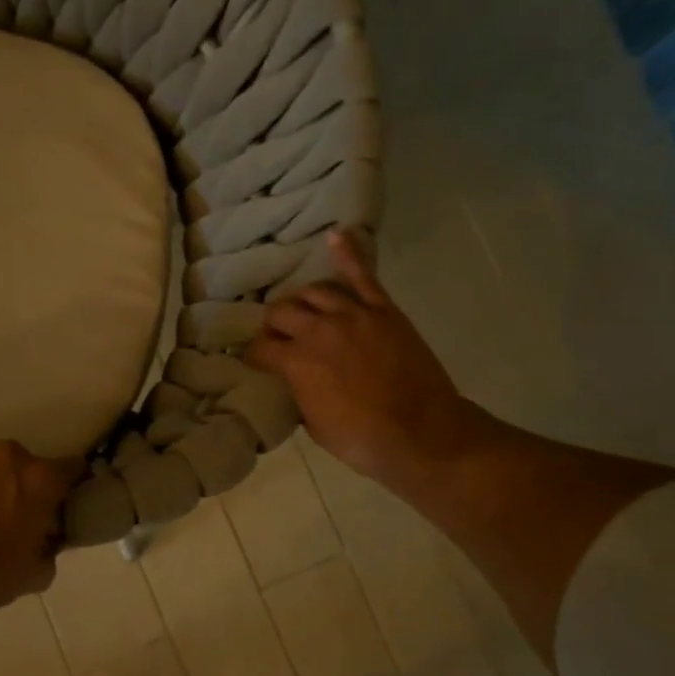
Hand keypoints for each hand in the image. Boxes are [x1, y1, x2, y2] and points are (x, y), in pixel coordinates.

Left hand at [0, 439, 83, 616]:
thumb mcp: (34, 575)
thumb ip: (51, 548)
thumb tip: (49, 538)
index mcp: (41, 480)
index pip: (71, 468)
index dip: (69, 484)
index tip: (59, 500)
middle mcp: (9, 453)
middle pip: (23, 464)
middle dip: (18, 484)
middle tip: (4, 513)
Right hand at [246, 230, 488, 491]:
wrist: (420, 433)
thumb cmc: (361, 440)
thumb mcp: (315, 425)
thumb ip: (300, 393)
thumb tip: (296, 381)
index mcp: (296, 363)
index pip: (261, 348)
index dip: (254, 355)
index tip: (256, 361)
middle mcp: (318, 330)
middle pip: (282, 311)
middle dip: (273, 324)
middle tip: (278, 335)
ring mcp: (353, 315)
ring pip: (315, 290)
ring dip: (302, 299)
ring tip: (302, 307)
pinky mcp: (383, 310)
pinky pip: (362, 275)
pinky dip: (348, 253)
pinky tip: (337, 235)